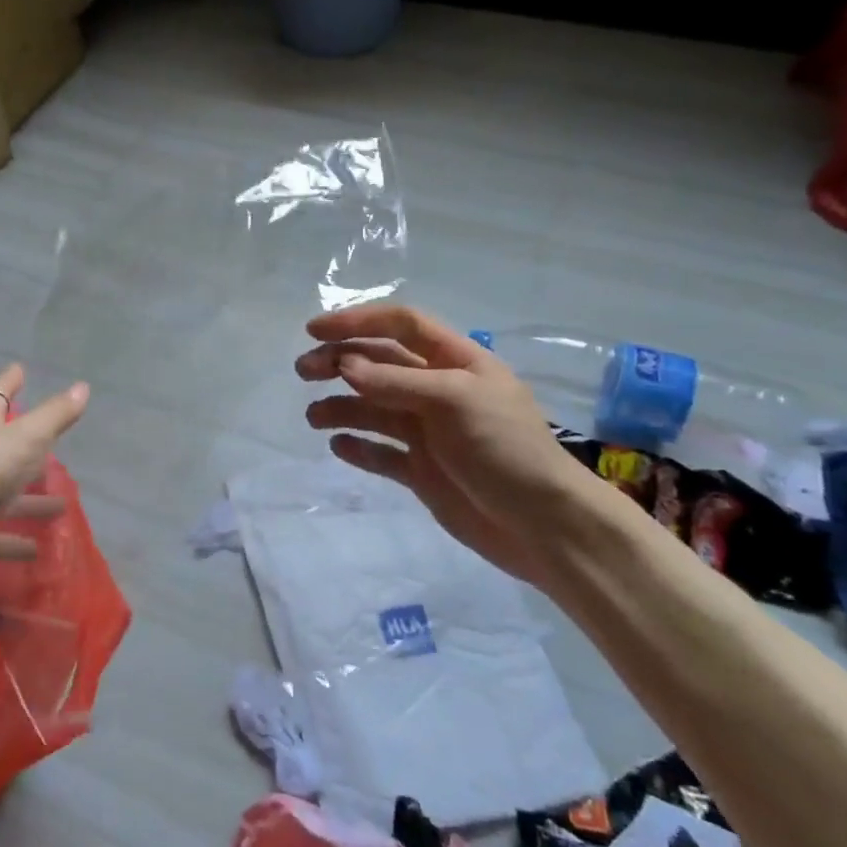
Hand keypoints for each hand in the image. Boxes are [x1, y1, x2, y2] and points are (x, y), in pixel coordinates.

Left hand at [0, 365, 89, 578]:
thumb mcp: (24, 439)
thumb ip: (54, 416)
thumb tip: (82, 387)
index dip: (10, 382)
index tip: (20, 368)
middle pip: (4, 448)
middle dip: (30, 447)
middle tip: (55, 446)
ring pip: (5, 495)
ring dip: (31, 500)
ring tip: (62, 505)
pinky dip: (15, 541)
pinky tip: (37, 550)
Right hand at [296, 304, 596, 585]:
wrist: (543, 525)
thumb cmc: (504, 448)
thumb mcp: (455, 401)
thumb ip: (397, 382)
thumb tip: (344, 365)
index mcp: (455, 362)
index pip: (401, 326)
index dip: (358, 321)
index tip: (314, 330)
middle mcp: (438, 390)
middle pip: (379, 365)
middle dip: (339, 362)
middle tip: (303, 372)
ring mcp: (429, 432)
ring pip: (373, 408)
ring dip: (341, 406)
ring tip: (314, 418)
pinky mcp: (422, 470)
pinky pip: (381, 452)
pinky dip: (358, 447)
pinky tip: (338, 447)